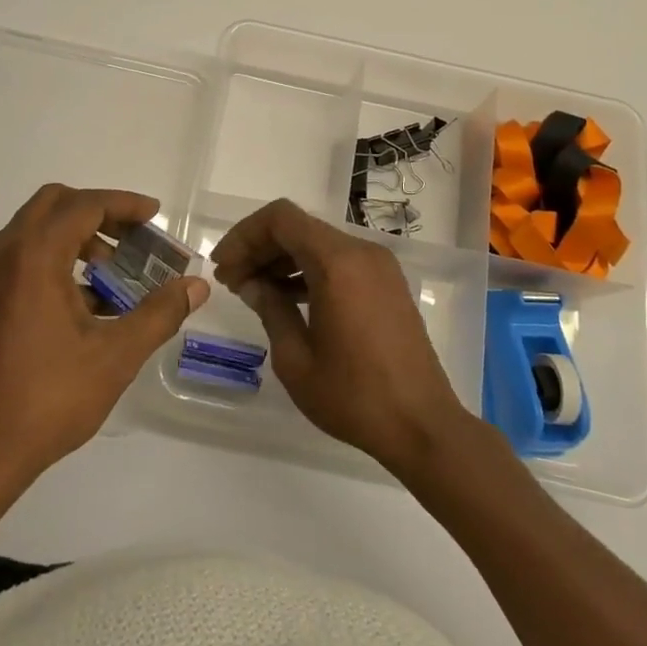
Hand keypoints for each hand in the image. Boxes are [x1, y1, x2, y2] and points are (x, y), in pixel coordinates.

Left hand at [0, 184, 207, 484]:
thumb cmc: (46, 400)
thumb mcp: (114, 356)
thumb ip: (159, 313)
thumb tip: (196, 286)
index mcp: (32, 256)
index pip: (83, 205)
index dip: (124, 205)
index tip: (155, 216)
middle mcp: (1, 253)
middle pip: (54, 204)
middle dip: (98, 213)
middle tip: (133, 238)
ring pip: (34, 230)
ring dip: (76, 238)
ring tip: (113, 276)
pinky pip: (20, 257)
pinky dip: (53, 259)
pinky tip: (83, 303)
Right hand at [211, 198, 468, 474]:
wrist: (423, 426)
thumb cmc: (354, 396)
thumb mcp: (295, 359)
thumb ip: (270, 309)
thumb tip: (252, 284)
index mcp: (338, 263)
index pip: (281, 219)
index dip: (245, 235)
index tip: (224, 266)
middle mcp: (361, 252)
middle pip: (299, 227)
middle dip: (260, 248)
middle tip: (231, 280)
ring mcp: (379, 267)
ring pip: (318, 243)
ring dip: (282, 259)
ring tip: (253, 290)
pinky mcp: (387, 284)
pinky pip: (339, 262)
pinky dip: (309, 270)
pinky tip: (287, 298)